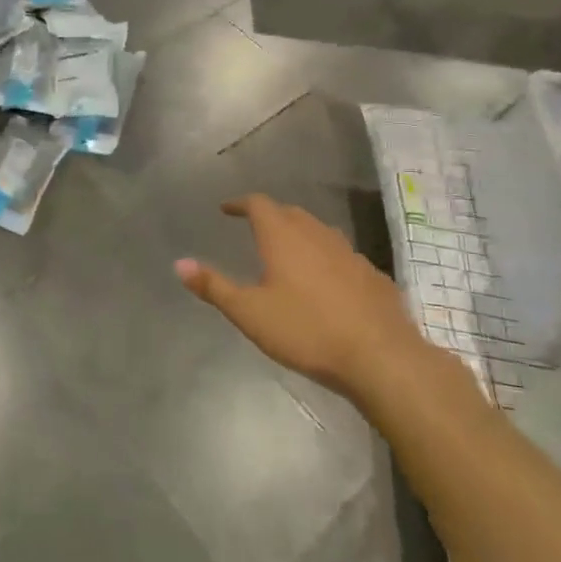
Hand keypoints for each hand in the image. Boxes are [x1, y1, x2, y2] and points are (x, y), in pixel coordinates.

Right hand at [175, 195, 426, 400]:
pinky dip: (325, 257)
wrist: (381, 357)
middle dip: (270, 216)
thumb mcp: (249, 313)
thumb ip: (213, 286)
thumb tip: (179, 263)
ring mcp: (349, 253)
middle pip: (290, 213)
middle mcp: (317, 235)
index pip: (259, 204)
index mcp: (283, 237)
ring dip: (299, 234)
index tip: (226, 209)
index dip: (240, 203)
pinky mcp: (372, 275)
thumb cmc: (307, 330)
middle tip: (254, 228)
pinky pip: (341, 255)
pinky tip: (325, 282)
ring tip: (287, 252)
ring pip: (319, 231)